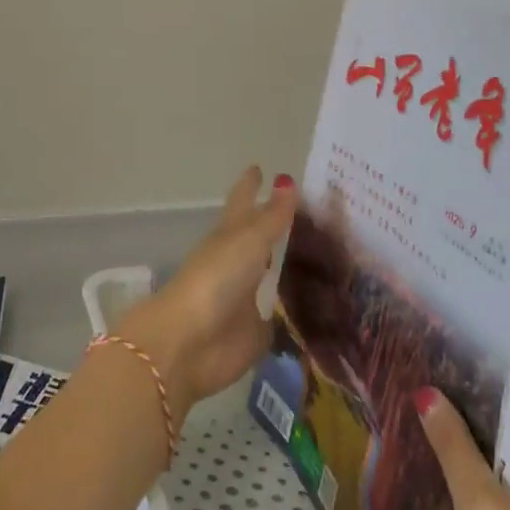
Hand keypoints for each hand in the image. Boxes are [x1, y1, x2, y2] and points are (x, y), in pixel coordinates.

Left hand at [119, 167, 298, 414]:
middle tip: (309, 214)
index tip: (259, 167)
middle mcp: (237, 262)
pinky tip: (316, 308)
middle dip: (275, 226)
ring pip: (270, 275)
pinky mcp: (255, 332)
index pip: (243, 201)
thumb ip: (273, 217)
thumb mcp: (249, 241)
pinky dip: (294, 312)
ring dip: (287, 267)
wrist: (190, 343)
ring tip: (319, 257)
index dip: (250, 185)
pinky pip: (280, 318)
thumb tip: (287, 180)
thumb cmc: (216, 279)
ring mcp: (245, 297)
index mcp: (229, 234)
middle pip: (258, 237)